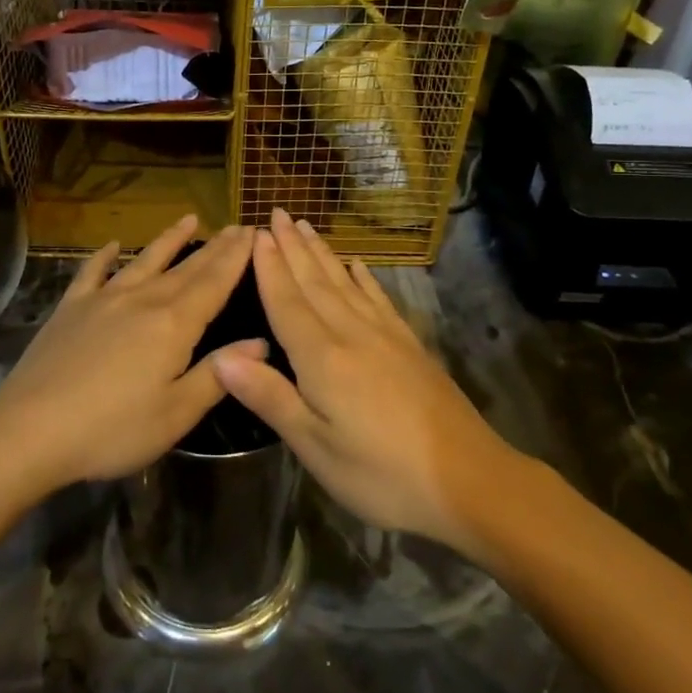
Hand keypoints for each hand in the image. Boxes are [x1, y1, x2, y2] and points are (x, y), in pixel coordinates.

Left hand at [0, 216, 262, 494]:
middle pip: (186, 268)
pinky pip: (92, 272)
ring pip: (144, 261)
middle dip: (214, 247)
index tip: (254, 233)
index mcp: (173, 325)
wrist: (29, 430)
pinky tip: (111, 245)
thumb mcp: (176, 414)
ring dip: (169, 240)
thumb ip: (218, 374)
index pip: (214, 284)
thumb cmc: (111, 430)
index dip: (236, 259)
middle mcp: (142, 300)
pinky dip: (104, 256)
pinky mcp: (70, 308)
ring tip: (189, 219)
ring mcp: (102, 300)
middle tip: (236, 226)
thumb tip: (260, 342)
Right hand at [213, 209, 512, 551]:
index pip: (286, 302)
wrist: (470, 480)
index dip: (268, 268)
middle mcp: (351, 334)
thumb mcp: (316, 447)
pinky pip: (379, 299)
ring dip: (322, 253)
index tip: (255, 233)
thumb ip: (270, 397)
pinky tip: (357, 264)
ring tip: (306, 225)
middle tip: (276, 212)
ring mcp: (386, 336)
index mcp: (322, 358)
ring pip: (345, 283)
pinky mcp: (410, 346)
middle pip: (315, 282)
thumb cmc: (382, 473)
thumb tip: (221, 356)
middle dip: (292, 247)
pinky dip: (364, 278)